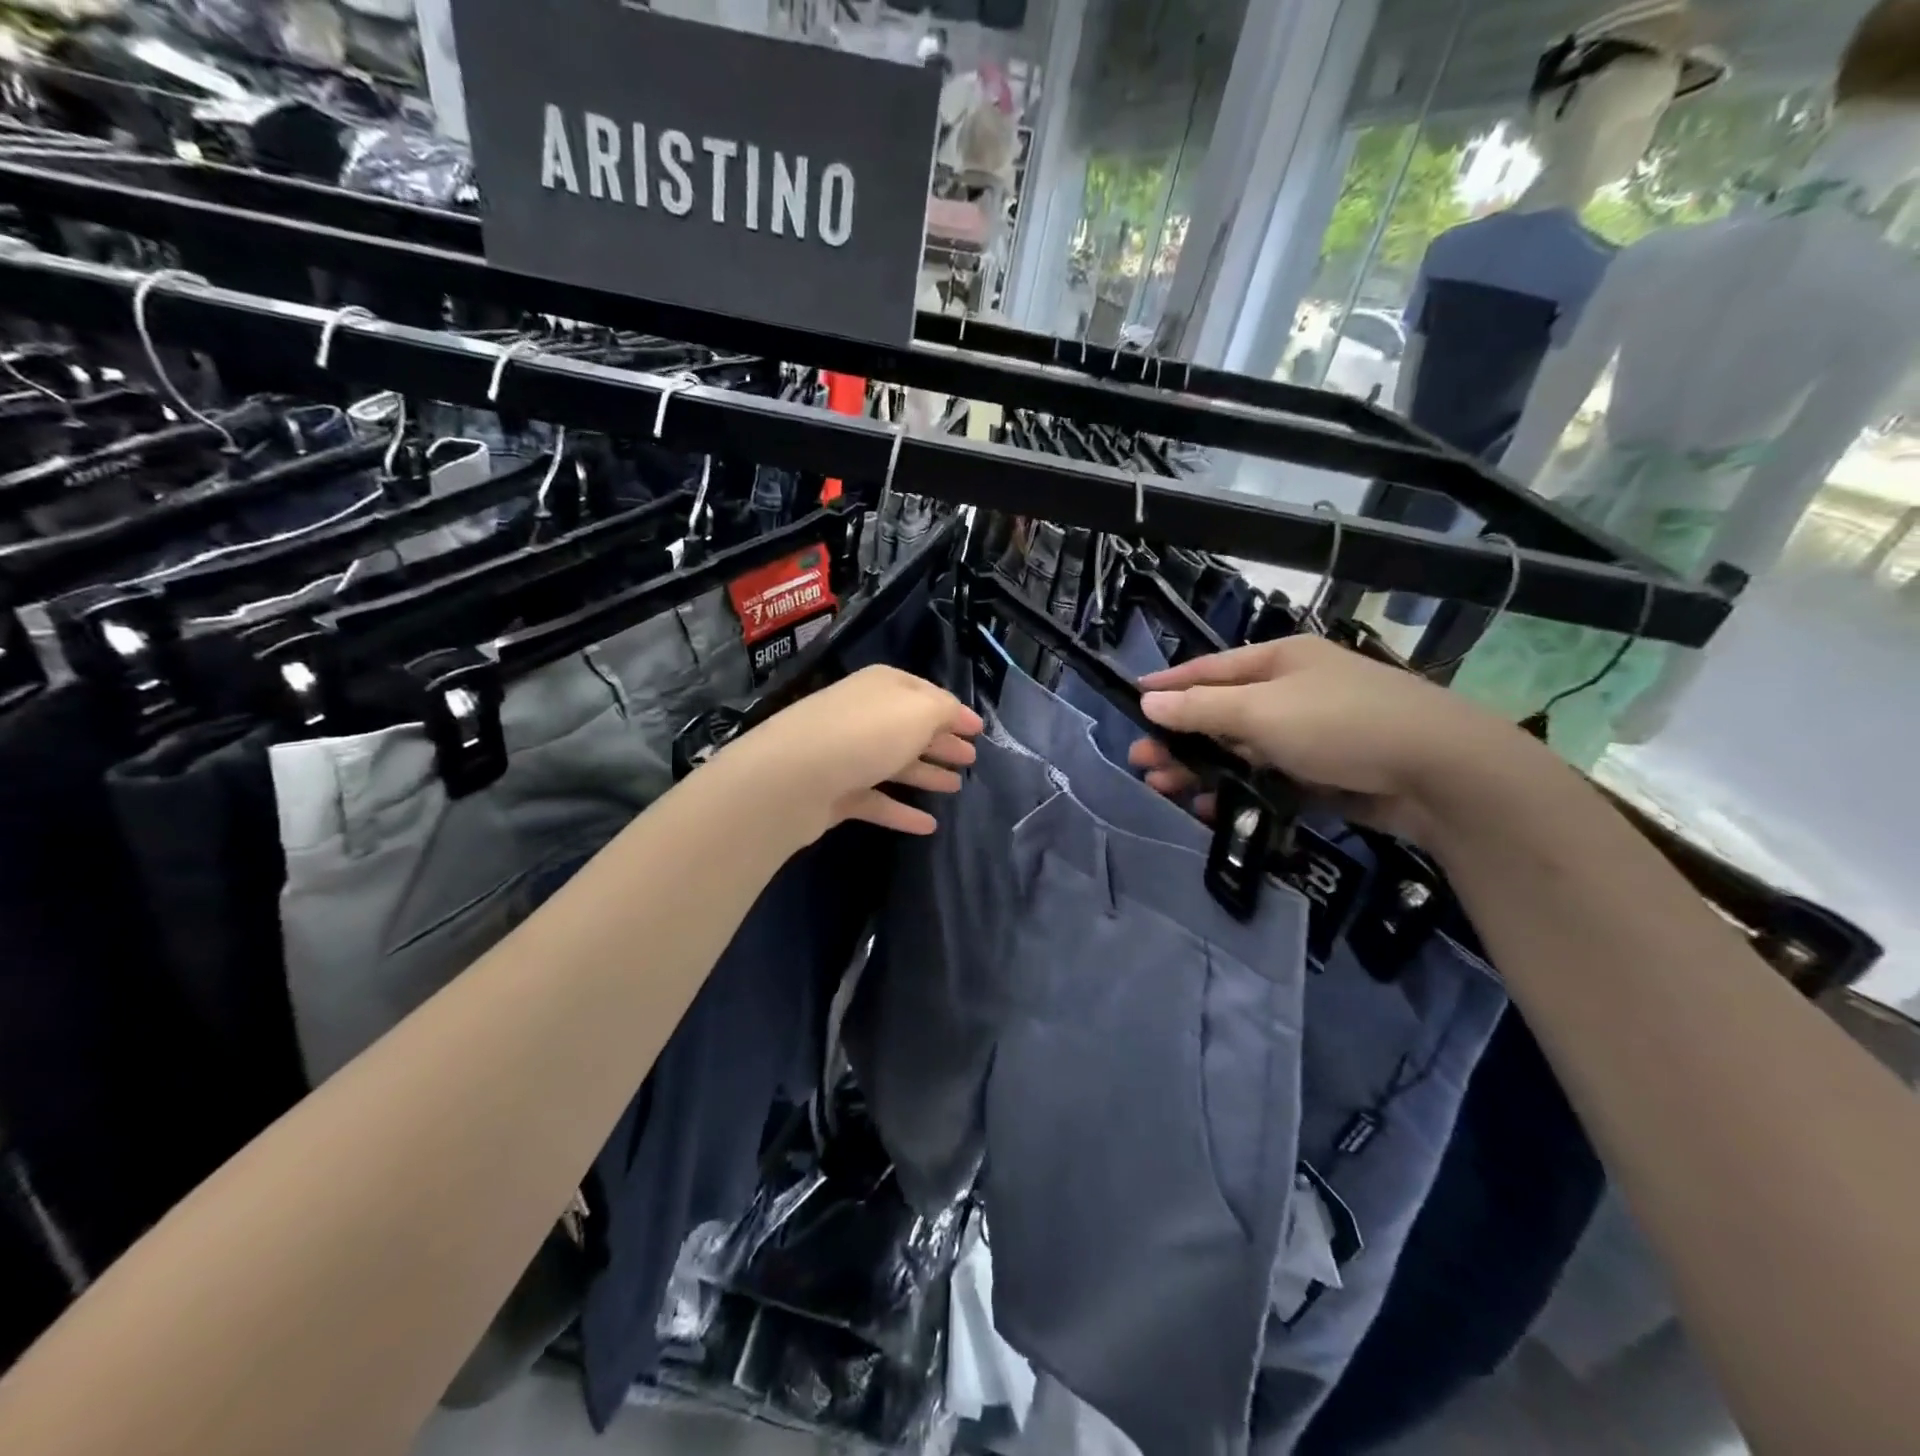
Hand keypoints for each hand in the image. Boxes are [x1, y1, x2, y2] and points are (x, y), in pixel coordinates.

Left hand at [717, 665, 981, 843]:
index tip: (978, 730)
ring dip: (926, 774)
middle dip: (942, 742)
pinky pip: (877, 800)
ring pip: (895, 763)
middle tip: (971, 759)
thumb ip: (945, 711)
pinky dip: (901, 811)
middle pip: (911, 729)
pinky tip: (928, 826)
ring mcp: (847, 754)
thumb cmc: (865, 734)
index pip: (926, 694)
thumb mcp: (919, 712)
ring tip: (955, 788)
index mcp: (884, 687)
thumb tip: (954, 717)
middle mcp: (864, 715)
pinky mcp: (835, 792)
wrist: (791, 778)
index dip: (954, 711)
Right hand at [1128, 636, 1522, 844]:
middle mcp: (1292, 692)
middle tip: (1140, 761)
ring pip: (1241, 751)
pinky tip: (1211, 810)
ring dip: (1202, 768)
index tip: (1132, 699)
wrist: (1441, 773)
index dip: (1168, 684)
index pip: (1210, 669)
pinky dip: (1238, 792)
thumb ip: (1201, 709)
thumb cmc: (1341, 724)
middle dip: (1179, 738)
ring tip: (1163, 788)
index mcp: (1279, 662)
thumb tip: (1147, 700)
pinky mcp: (1324, 774)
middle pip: (1221, 713)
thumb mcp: (1261, 711)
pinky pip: (1267, 780)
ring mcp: (1309, 734)